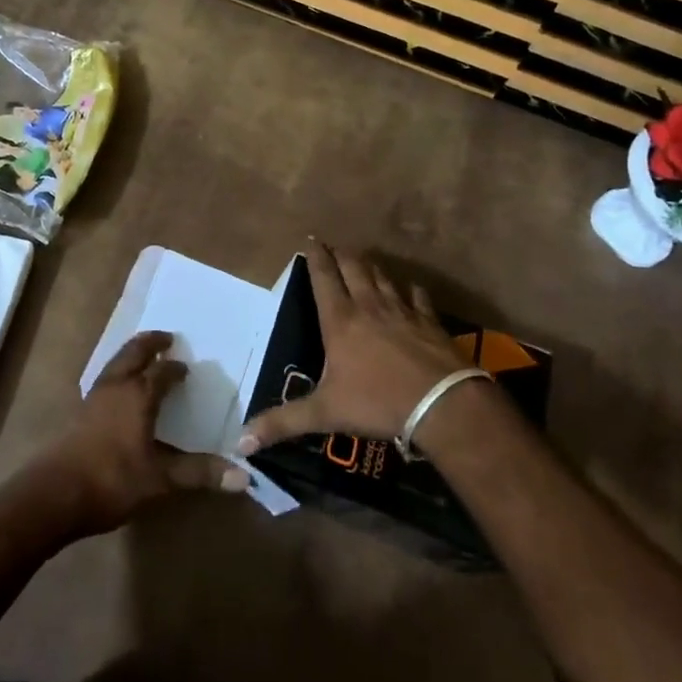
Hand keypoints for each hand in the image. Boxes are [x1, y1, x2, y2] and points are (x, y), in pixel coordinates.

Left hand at [36, 331, 248, 536]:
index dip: (176, 369)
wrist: (54, 495)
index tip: (187, 370)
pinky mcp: (79, 412)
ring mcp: (94, 397)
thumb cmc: (112, 480)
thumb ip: (199, 473)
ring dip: (132, 354)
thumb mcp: (161, 480)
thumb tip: (245, 476)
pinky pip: (105, 378)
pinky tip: (120, 390)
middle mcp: (117, 386)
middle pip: (135, 352)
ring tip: (144, 356)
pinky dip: (118, 372)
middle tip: (166, 338)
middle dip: (151, 343)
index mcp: (139, 394)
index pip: (163, 371)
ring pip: (116, 362)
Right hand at [239, 241, 481, 451]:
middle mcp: (369, 305)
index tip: (311, 239)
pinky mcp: (429, 321)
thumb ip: (283, 423)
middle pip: (353, 267)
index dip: (316, 256)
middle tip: (333, 247)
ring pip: (382, 277)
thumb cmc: (377, 402)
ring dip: (370, 267)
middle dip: (341, 254)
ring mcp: (402, 310)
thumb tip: (241, 442)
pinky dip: (410, 290)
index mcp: (340, 320)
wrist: (441, 403)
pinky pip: (417, 297)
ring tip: (363, 260)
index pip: (323, 277)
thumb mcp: (325, 413)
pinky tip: (410, 290)